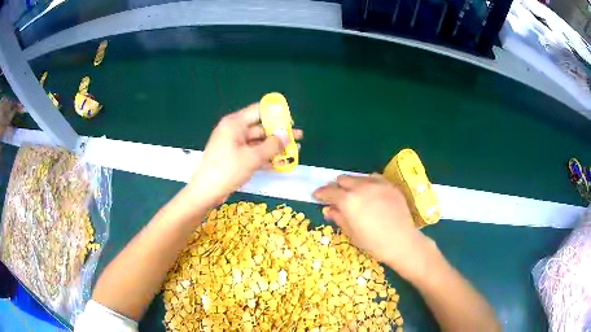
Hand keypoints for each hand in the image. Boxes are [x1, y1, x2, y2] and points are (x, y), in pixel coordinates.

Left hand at [188, 104, 302, 204]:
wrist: (207, 191)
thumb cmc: (228, 170)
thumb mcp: (253, 157)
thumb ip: (272, 145)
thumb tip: (287, 135)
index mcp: (235, 123)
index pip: (258, 110)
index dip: (275, 113)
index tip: (290, 121)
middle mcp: (234, 130)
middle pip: (260, 128)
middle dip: (279, 134)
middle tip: (298, 137)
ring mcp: (233, 144)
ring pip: (258, 142)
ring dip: (274, 147)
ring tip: (293, 152)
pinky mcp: (233, 156)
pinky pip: (252, 152)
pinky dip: (264, 157)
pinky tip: (279, 163)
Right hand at [314, 174, 434, 280]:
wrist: (402, 241)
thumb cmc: (373, 243)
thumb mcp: (351, 233)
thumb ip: (338, 217)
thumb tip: (328, 209)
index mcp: (348, 200)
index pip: (329, 191)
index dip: (321, 193)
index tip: (317, 196)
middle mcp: (361, 187)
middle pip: (343, 180)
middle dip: (337, 187)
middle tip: (337, 197)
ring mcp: (377, 184)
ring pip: (358, 177)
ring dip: (352, 184)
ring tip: (354, 195)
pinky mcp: (389, 185)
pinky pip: (374, 178)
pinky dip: (367, 183)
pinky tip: (370, 192)